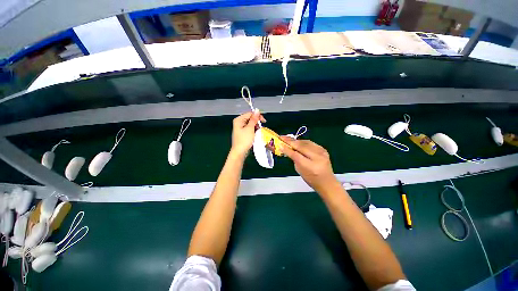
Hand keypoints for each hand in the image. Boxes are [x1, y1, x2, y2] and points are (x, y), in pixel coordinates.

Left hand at [231, 110, 265, 156]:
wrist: (240, 152)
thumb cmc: (244, 140)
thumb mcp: (250, 128)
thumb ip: (254, 119)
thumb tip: (257, 110)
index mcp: (239, 120)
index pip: (250, 114)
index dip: (257, 116)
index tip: (264, 121)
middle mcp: (239, 123)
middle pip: (250, 119)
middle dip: (257, 122)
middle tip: (261, 127)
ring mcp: (240, 128)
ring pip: (250, 124)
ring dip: (256, 127)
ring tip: (259, 132)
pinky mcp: (243, 134)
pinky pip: (249, 129)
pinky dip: (253, 131)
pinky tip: (256, 134)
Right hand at [280, 137, 339, 194]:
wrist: (327, 182)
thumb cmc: (311, 179)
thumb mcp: (300, 171)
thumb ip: (294, 159)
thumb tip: (288, 149)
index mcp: (310, 166)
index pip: (296, 155)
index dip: (287, 149)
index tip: (280, 144)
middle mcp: (317, 157)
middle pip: (301, 146)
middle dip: (290, 141)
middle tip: (282, 137)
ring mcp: (322, 152)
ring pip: (306, 142)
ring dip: (296, 140)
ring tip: (288, 139)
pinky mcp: (323, 149)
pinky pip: (310, 143)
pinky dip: (302, 142)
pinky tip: (297, 142)